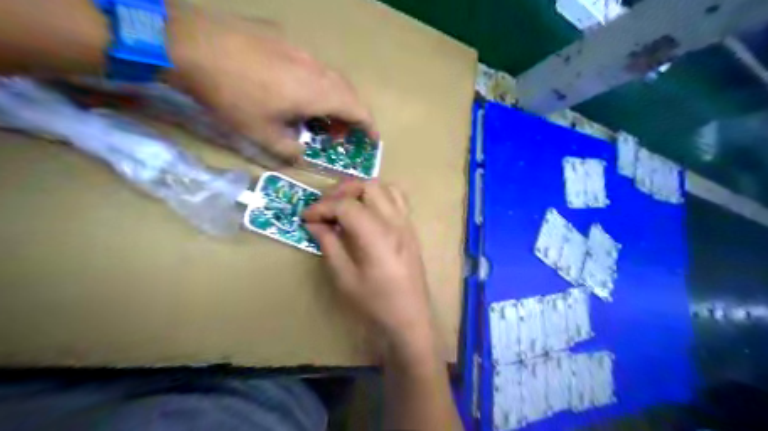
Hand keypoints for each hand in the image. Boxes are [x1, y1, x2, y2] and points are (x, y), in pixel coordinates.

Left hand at [169, 3, 375, 165]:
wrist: (192, 44)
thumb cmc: (232, 96)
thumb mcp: (261, 134)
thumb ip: (289, 150)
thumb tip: (301, 153)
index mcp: (318, 92)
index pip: (358, 109)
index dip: (369, 126)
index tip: (372, 140)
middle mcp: (316, 68)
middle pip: (347, 92)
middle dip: (350, 116)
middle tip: (337, 135)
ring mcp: (300, 49)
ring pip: (329, 77)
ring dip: (332, 99)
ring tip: (315, 115)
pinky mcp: (282, 37)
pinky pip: (309, 64)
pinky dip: (313, 83)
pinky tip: (290, 89)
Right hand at [303, 180, 434, 352]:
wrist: (409, 319)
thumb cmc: (375, 304)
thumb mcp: (345, 278)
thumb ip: (330, 245)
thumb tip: (315, 224)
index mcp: (376, 236)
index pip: (346, 205)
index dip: (322, 207)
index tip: (306, 217)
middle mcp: (394, 222)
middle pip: (367, 186)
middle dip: (341, 191)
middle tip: (324, 208)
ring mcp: (406, 223)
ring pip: (384, 187)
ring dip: (361, 190)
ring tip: (344, 205)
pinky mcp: (411, 229)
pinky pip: (397, 198)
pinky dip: (379, 195)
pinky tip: (367, 211)